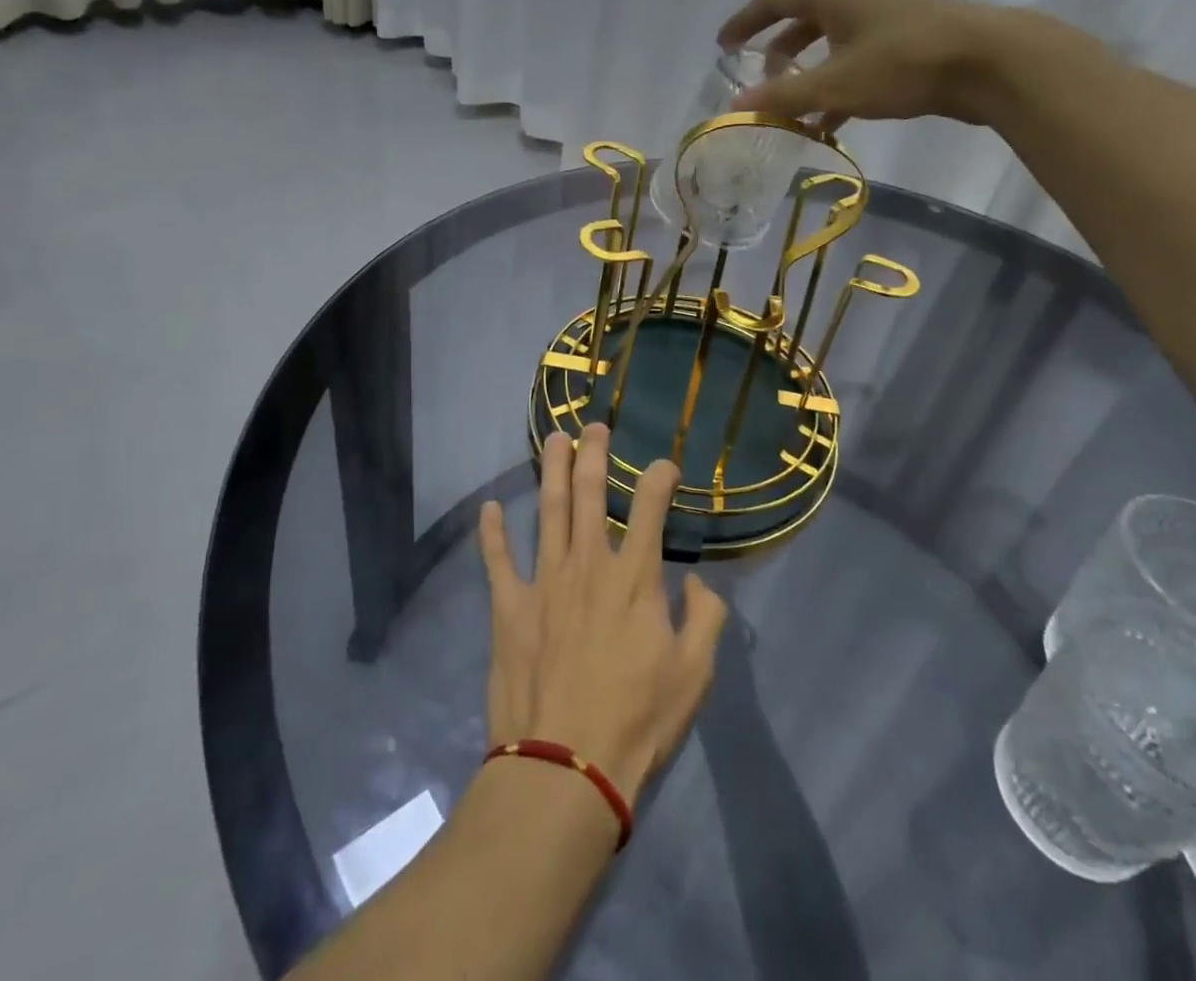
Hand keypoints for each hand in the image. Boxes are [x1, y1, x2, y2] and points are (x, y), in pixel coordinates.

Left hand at [478, 425, 728, 808]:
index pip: (649, 509)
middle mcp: (588, 566)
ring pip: (547, 512)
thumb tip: (700, 584)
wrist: (566, 767)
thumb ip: (706, 619)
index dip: (658, 478)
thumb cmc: (638, 720)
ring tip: (553, 440)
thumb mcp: (694, 674)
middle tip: (593, 426)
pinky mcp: (509, 608)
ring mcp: (544, 583)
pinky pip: (497, 561)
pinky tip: (489, 508)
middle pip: (589, 495)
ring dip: (550, 472)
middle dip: (593, 455)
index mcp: (634, 578)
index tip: (663, 464)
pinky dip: (492, 533)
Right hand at [716, 0, 1012, 131]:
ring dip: (808, 73)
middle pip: (802, 19)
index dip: (744, 22)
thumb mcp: (835, 84)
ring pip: (830, 42)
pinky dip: (837, 84)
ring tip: (792, 107)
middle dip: (777, 52)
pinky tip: (830, 120)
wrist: (987, 62)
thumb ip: (783, 97)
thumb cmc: (902, 63)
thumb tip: (737, 106)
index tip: (723, 45)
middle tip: (760, 81)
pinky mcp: (905, 40)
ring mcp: (882, 16)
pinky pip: (855, 59)